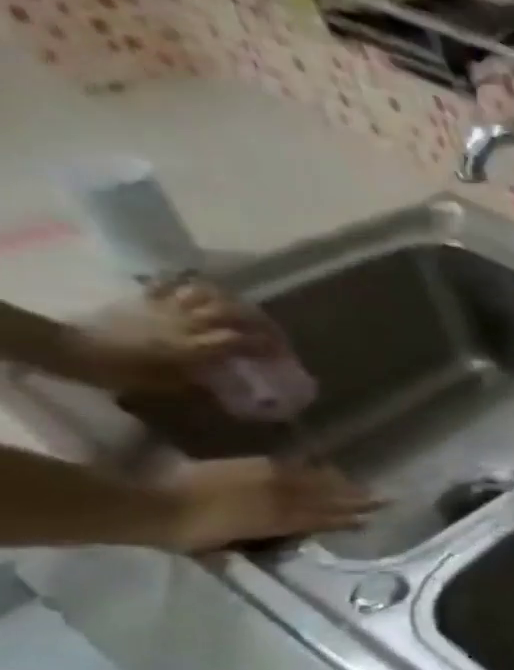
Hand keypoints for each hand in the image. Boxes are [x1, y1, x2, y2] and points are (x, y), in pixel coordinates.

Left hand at [68, 279, 277, 394]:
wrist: (73, 349)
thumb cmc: (122, 372)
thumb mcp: (168, 386)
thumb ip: (202, 381)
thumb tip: (229, 384)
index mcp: (196, 346)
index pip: (244, 340)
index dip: (269, 346)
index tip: (284, 355)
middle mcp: (189, 322)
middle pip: (235, 313)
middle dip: (261, 322)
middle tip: (273, 333)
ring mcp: (168, 307)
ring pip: (211, 294)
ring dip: (233, 301)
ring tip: (245, 311)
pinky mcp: (148, 299)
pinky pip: (175, 283)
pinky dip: (193, 283)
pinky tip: (205, 290)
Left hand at [154, 458, 380, 553]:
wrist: (150, 505)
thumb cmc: (183, 534)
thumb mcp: (220, 546)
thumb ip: (251, 541)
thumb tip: (271, 541)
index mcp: (276, 522)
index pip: (322, 519)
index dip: (347, 520)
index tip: (371, 520)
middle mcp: (280, 499)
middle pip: (326, 499)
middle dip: (356, 499)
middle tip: (385, 498)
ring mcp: (266, 480)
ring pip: (314, 481)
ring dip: (339, 483)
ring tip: (359, 484)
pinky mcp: (251, 466)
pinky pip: (290, 467)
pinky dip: (309, 469)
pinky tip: (319, 468)